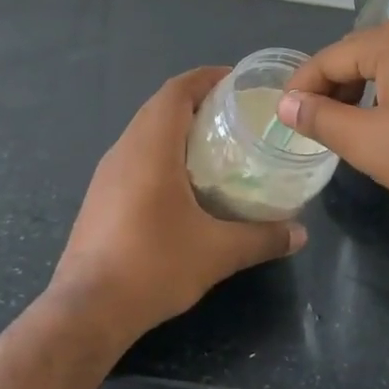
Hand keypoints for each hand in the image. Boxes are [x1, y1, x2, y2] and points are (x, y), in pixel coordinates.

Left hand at [55, 67, 306, 335]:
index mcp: (151, 147)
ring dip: (176, 126)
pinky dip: (161, 150)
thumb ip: (263, 238)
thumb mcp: (218, 253)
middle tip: (235, 113)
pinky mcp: (100, 195)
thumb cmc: (153, 266)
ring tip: (215, 142)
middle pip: (160, 105)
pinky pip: (134, 154)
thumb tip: (300, 234)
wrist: (87, 310)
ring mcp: (106, 172)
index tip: (237, 81)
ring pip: (144, 130)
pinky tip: (183, 181)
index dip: (206, 78)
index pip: (177, 91)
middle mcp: (124, 149)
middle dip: (197, 100)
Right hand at [278, 19, 388, 215]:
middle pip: (361, 54)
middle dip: (335, 87)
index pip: (329, 58)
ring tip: (356, 124)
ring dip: (367, 87)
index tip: (286, 114)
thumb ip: (321, 118)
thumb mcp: (369, 143)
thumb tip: (287, 102)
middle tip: (319, 124)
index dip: (302, 87)